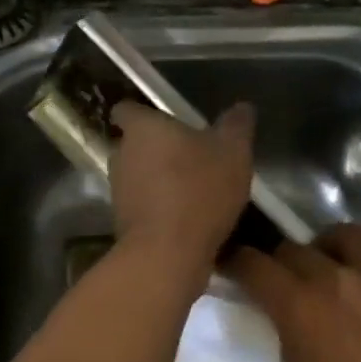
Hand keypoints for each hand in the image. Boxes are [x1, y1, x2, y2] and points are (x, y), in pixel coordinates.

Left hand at [108, 101, 253, 275]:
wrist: (167, 254)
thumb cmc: (199, 189)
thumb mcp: (232, 152)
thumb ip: (236, 125)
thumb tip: (242, 107)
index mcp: (142, 128)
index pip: (126, 110)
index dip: (142, 113)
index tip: (162, 120)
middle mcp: (122, 154)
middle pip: (134, 143)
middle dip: (156, 149)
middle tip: (188, 156)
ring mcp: (118, 190)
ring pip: (137, 176)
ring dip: (157, 180)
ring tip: (191, 190)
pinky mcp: (122, 222)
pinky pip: (142, 206)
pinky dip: (158, 208)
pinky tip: (186, 219)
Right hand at [218, 224, 360, 361]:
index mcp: (298, 303)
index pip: (252, 264)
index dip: (233, 264)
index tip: (227, 272)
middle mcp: (333, 275)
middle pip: (291, 248)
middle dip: (276, 263)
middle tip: (277, 290)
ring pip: (339, 235)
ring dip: (323, 248)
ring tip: (325, 273)